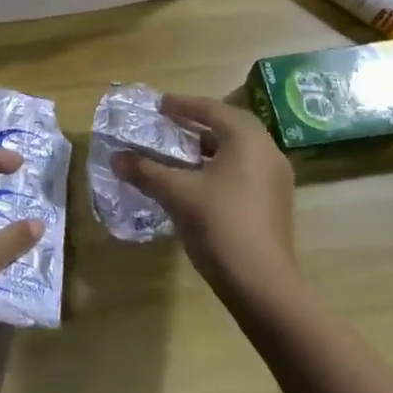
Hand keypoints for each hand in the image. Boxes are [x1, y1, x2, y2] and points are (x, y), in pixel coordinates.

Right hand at [115, 94, 298, 299]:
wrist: (264, 287)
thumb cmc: (221, 226)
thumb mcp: (177, 194)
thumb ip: (146, 171)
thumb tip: (116, 158)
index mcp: (247, 139)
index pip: (211, 109)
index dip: (182, 104)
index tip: (159, 105)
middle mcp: (267, 150)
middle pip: (229, 125)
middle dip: (198, 122)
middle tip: (171, 123)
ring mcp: (276, 178)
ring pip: (238, 149)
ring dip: (209, 145)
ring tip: (181, 151)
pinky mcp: (275, 202)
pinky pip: (245, 168)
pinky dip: (221, 165)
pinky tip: (199, 180)